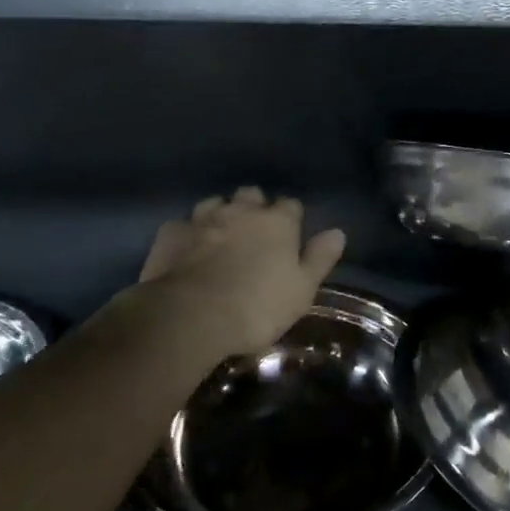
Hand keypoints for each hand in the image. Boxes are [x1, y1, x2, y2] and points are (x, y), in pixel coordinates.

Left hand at [138, 188, 347, 362]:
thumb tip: (338, 232)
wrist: (190, 316)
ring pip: (215, 202)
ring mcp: (203, 218)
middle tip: (254, 232)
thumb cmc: (256, 307)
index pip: (291, 205)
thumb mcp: (301, 290)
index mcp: (277, 222)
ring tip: (220, 235)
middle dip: (254, 207)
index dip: (291, 218)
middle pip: (252, 194)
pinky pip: (182, 224)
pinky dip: (187, 233)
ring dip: (220, 213)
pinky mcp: (171, 233)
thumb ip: (319, 258)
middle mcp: (241, 211)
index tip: (290, 234)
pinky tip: (186, 248)